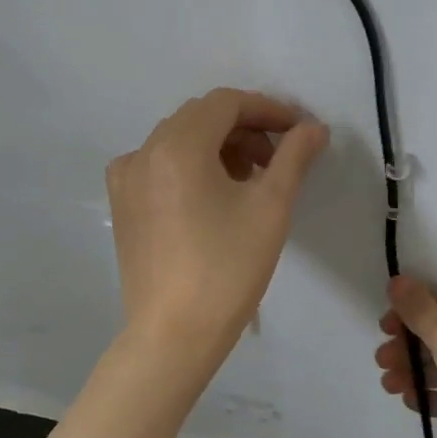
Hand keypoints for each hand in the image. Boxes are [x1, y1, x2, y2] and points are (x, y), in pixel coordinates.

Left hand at [107, 88, 328, 357]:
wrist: (174, 334)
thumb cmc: (228, 269)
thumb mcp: (271, 207)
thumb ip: (294, 157)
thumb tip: (314, 128)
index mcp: (177, 146)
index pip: (227, 103)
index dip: (268, 109)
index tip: (299, 131)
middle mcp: (144, 151)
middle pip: (201, 117)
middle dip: (244, 128)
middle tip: (278, 158)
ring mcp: (126, 178)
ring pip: (179, 140)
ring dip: (218, 146)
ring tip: (250, 180)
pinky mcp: (122, 204)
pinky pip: (158, 165)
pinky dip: (190, 166)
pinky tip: (211, 196)